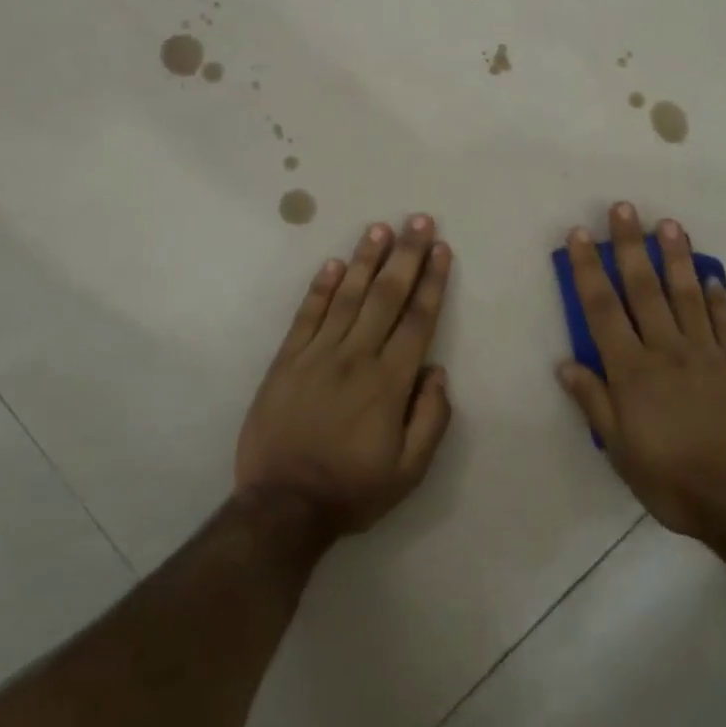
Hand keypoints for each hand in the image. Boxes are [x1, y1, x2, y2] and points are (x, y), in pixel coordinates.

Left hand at [235, 215, 454, 537]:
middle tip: (419, 221)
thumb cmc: (352, 489)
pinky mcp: (287, 359)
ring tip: (380, 228)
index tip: (442, 249)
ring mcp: (317, 354)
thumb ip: (431, 418)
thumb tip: (437, 371)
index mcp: (390, 382)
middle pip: (386, 296)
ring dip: (365, 259)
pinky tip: (333, 263)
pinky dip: (320, 287)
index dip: (432, 282)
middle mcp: (356, 357)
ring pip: (347, 296)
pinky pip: (307, 315)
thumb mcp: (409, 471)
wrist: (283, 505)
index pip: (417, 320)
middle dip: (406, 256)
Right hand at [558, 203, 725, 539]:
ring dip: (675, 257)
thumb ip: (595, 403)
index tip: (578, 235)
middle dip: (629, 246)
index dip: (587, 269)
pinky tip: (712, 277)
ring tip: (668, 224)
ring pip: (686, 295)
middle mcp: (667, 350)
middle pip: (644, 289)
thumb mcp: (621, 452)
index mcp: (632, 371)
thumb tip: (566, 363)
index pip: (602, 309)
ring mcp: (708, 355)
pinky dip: (719, 297)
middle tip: (624, 208)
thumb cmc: (675, 481)